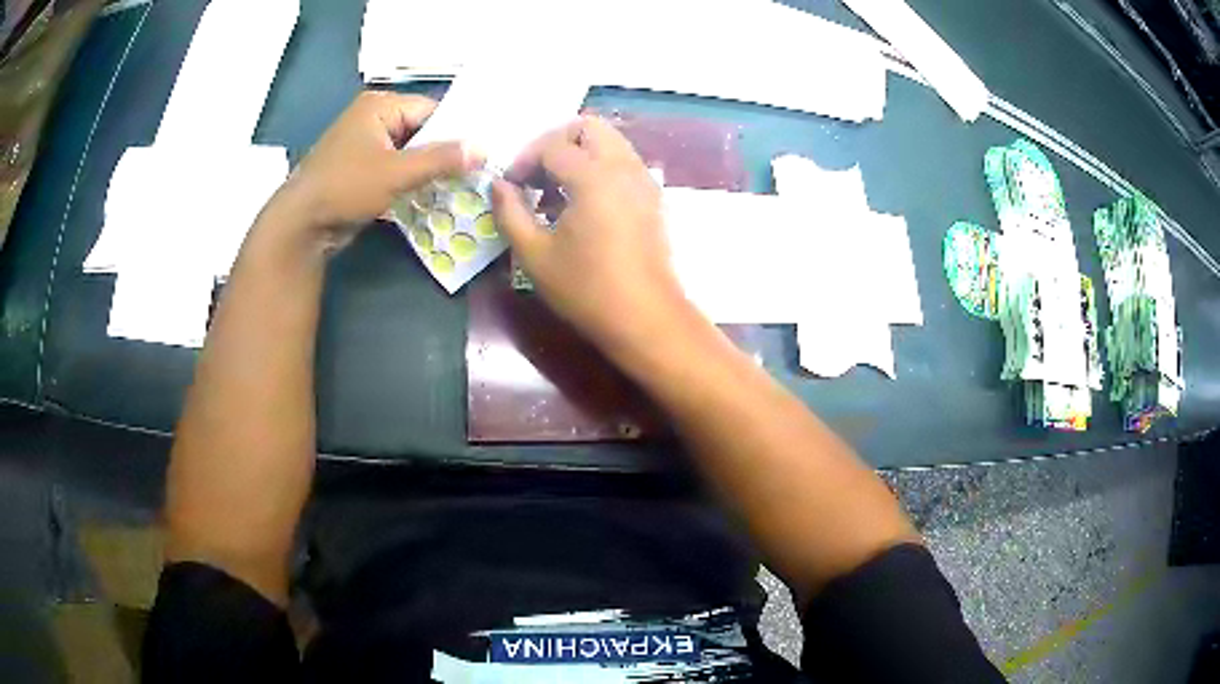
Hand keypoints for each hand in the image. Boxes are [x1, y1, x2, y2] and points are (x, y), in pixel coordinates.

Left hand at [268, 91, 481, 251]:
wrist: (300, 225)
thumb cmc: (345, 187)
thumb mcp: (397, 172)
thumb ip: (441, 159)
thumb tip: (484, 149)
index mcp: (380, 106)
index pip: (432, 110)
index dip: (459, 131)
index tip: (485, 152)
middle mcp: (373, 119)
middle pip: (422, 131)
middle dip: (445, 154)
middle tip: (479, 172)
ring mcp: (366, 145)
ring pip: (411, 153)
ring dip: (430, 171)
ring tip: (464, 187)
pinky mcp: (362, 170)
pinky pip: (397, 169)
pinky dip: (413, 182)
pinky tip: (436, 197)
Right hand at [492, 116, 693, 354]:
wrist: (646, 318)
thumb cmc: (586, 290)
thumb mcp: (534, 254)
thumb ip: (510, 212)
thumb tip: (498, 185)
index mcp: (594, 176)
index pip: (552, 145)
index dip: (524, 161)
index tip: (510, 187)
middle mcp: (624, 167)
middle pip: (588, 127)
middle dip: (555, 143)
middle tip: (536, 177)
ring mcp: (644, 180)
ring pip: (609, 142)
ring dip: (578, 154)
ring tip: (556, 193)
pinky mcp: (653, 196)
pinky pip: (623, 162)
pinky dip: (599, 167)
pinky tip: (582, 205)